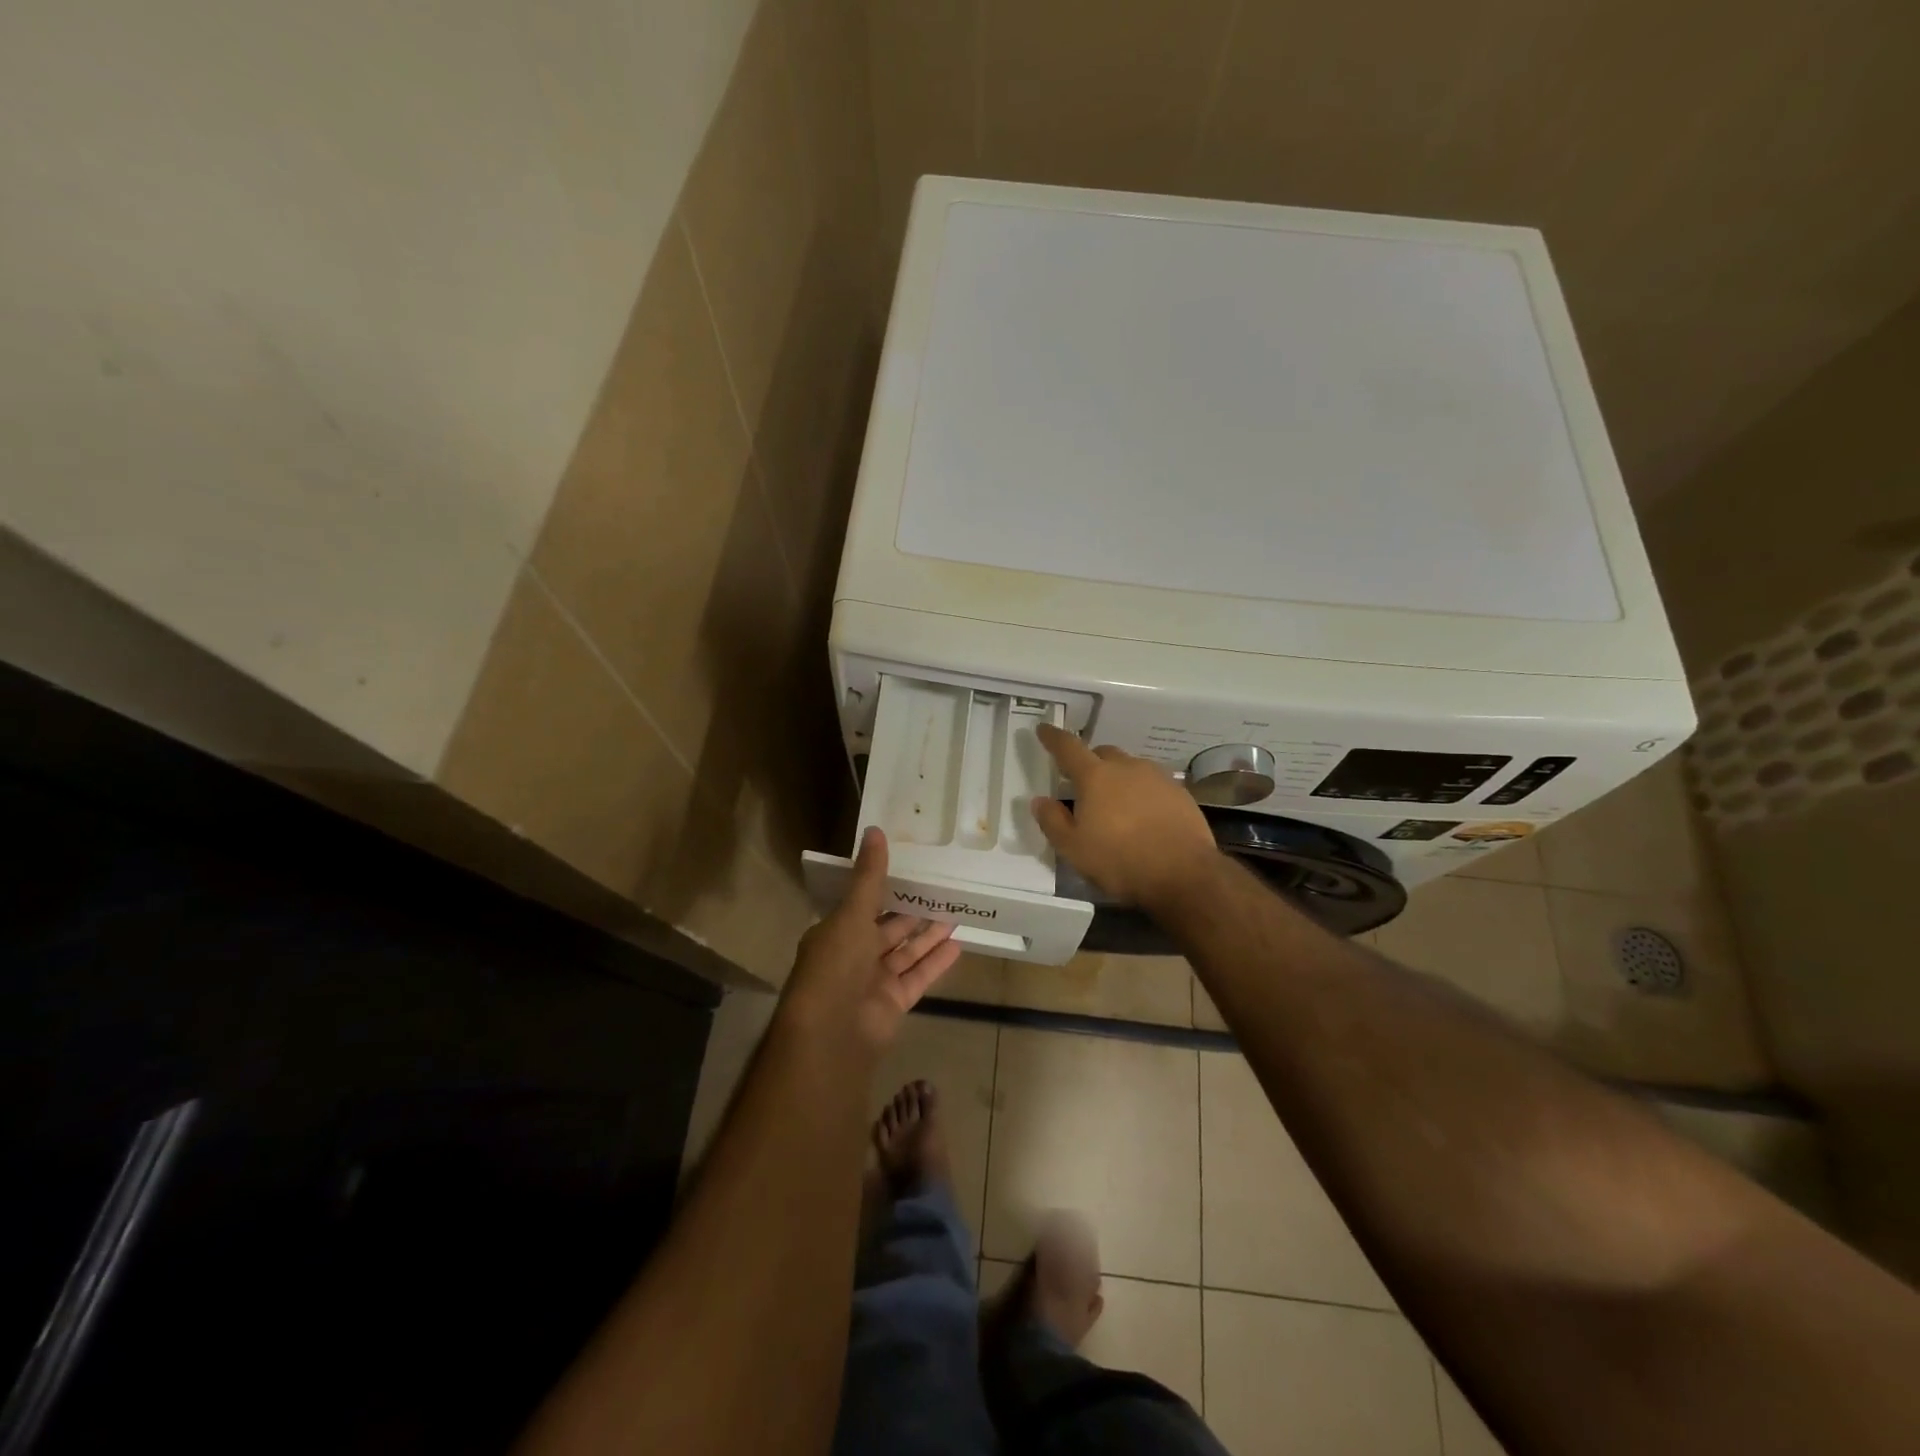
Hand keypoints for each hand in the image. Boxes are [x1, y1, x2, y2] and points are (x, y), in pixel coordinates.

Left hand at [782, 827, 961, 1050]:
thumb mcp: (852, 913)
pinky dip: (936, 961)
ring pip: (906, 951)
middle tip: (942, 888)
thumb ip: (869, 876)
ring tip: (955, 911)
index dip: (885, 887)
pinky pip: (918, 976)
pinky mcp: (894, 1002)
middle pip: (888, 928)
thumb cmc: (835, 965)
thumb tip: (875, 829)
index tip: (912, 868)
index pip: (863, 904)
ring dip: (929, 934)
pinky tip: (958, 943)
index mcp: (836, 932)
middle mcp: (853, 955)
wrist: (832, 1034)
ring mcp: (874, 981)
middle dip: (912, 910)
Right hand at [1032, 724, 1218, 911]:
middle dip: (1089, 762)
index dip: (1053, 737)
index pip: (1068, 748)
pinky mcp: (1180, 793)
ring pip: (1130, 768)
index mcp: (1095, 777)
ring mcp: (1157, 778)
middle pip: (1103, 754)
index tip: (1044, 729)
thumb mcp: (1074, 849)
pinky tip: (1143, 817)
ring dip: (1118, 778)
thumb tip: (1039, 801)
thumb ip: (1052, 821)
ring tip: (1115, 805)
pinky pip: (1153, 784)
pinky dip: (1142, 793)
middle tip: (1082, 784)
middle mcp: (1127, 768)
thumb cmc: (1120, 861)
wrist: (1185, 874)